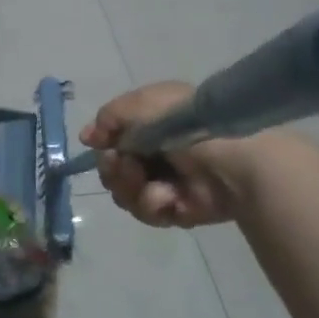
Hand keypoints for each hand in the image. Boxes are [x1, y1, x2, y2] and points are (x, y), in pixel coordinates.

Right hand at [82, 83, 254, 227]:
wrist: (231, 162)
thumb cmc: (186, 125)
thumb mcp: (142, 105)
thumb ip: (109, 117)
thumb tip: (88, 138)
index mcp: (154, 121)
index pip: (117, 135)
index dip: (105, 142)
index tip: (97, 144)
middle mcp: (159, 151)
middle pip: (115, 168)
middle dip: (114, 169)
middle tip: (125, 166)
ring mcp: (168, 181)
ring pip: (125, 192)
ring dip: (130, 189)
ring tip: (149, 184)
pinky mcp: (177, 209)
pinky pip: (147, 212)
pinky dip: (153, 205)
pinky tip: (167, 198)